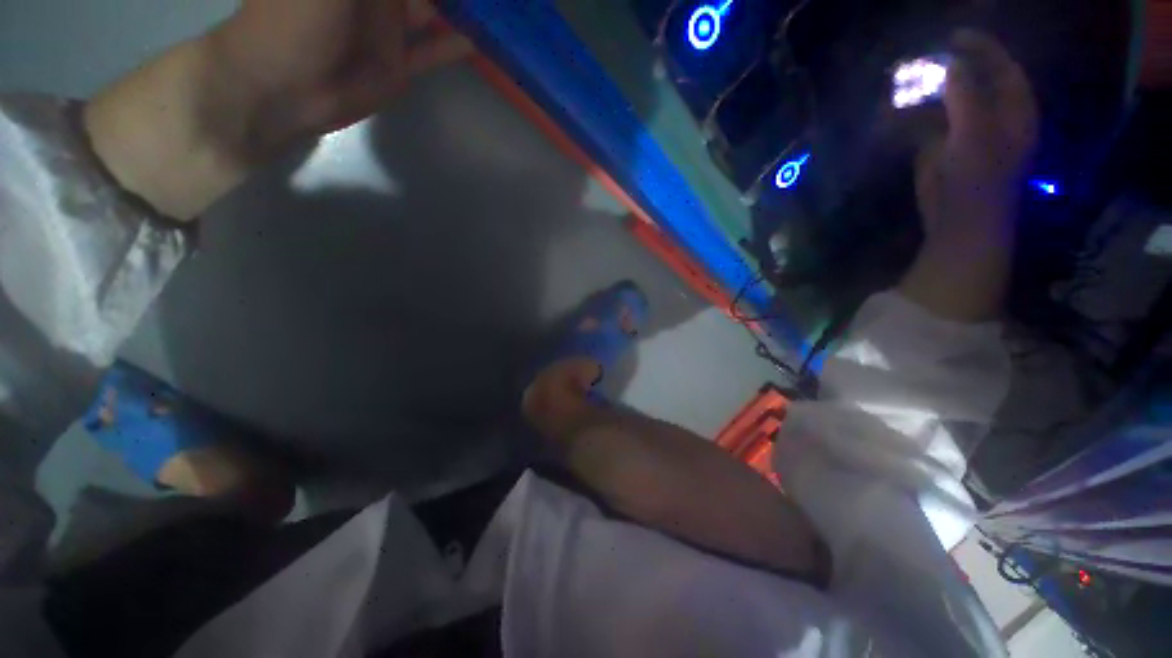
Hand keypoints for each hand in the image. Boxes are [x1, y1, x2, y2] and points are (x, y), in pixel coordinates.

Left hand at [85, 0, 469, 219]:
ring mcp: (388, 31)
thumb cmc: (296, 20)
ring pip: (430, 12)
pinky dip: (452, 47)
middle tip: (493, 1)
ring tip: (493, 12)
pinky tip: (477, 42)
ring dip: (457, 11)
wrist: (285, 86)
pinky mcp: (398, 66)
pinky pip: (431, 52)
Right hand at [917, 30, 1038, 219]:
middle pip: (974, 81)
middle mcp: (991, 116)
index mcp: (1013, 110)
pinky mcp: (939, 149)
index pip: (1003, 68)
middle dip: (952, 67)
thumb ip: (966, 96)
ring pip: (947, 101)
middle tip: (926, 57)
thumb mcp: (976, 134)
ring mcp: (963, 132)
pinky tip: (896, 109)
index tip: (955, 36)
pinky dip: (911, 115)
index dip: (983, 49)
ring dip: (927, 90)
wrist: (958, 221)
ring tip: (906, 79)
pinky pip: (926, 123)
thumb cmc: (978, 180)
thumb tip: (952, 63)